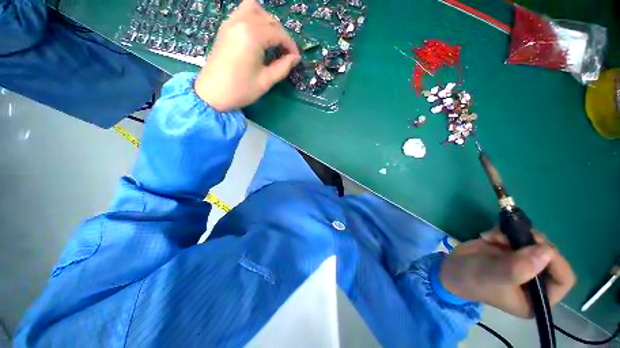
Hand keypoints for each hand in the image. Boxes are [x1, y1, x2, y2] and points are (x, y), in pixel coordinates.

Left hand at [194, 0, 300, 110]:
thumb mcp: (266, 81)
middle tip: (286, 52)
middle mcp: (241, 22)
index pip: (278, 33)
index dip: (290, 45)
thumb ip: (283, 67)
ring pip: (254, 9)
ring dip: (267, 21)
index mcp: (252, 35)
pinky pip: (242, 13)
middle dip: (281, 34)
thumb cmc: (241, 90)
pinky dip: (254, 19)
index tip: (296, 57)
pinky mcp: (225, 28)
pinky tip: (258, 35)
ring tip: (272, 39)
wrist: (212, 94)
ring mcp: (230, 23)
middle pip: (268, 19)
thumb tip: (295, 58)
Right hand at [440, 230, 575, 317]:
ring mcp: (524, 263)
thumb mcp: (492, 276)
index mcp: (538, 298)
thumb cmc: (472, 278)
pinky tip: (488, 236)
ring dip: (516, 235)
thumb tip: (547, 251)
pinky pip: (519, 235)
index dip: (556, 261)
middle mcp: (536, 281)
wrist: (450, 268)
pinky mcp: (512, 250)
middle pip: (551, 256)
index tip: (536, 246)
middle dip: (532, 243)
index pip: (563, 279)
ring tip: (494, 236)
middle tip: (512, 236)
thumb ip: (518, 268)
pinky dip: (504, 231)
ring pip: (535, 242)